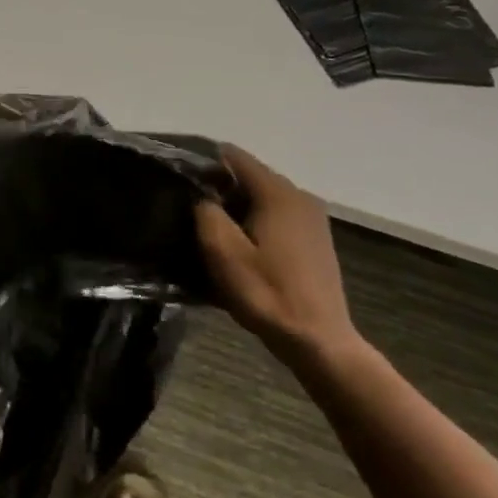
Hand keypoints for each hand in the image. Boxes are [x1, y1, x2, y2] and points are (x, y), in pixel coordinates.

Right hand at [195, 145, 359, 367]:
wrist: (318, 341)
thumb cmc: (267, 294)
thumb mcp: (223, 253)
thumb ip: (206, 213)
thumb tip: (202, 197)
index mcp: (278, 193)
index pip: (234, 156)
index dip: (203, 163)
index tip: (180, 179)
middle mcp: (299, 196)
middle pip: (249, 176)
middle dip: (220, 187)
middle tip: (188, 208)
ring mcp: (312, 218)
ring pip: (263, 198)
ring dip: (237, 207)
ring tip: (210, 229)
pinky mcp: (315, 239)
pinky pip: (277, 216)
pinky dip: (256, 222)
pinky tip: (241, 247)